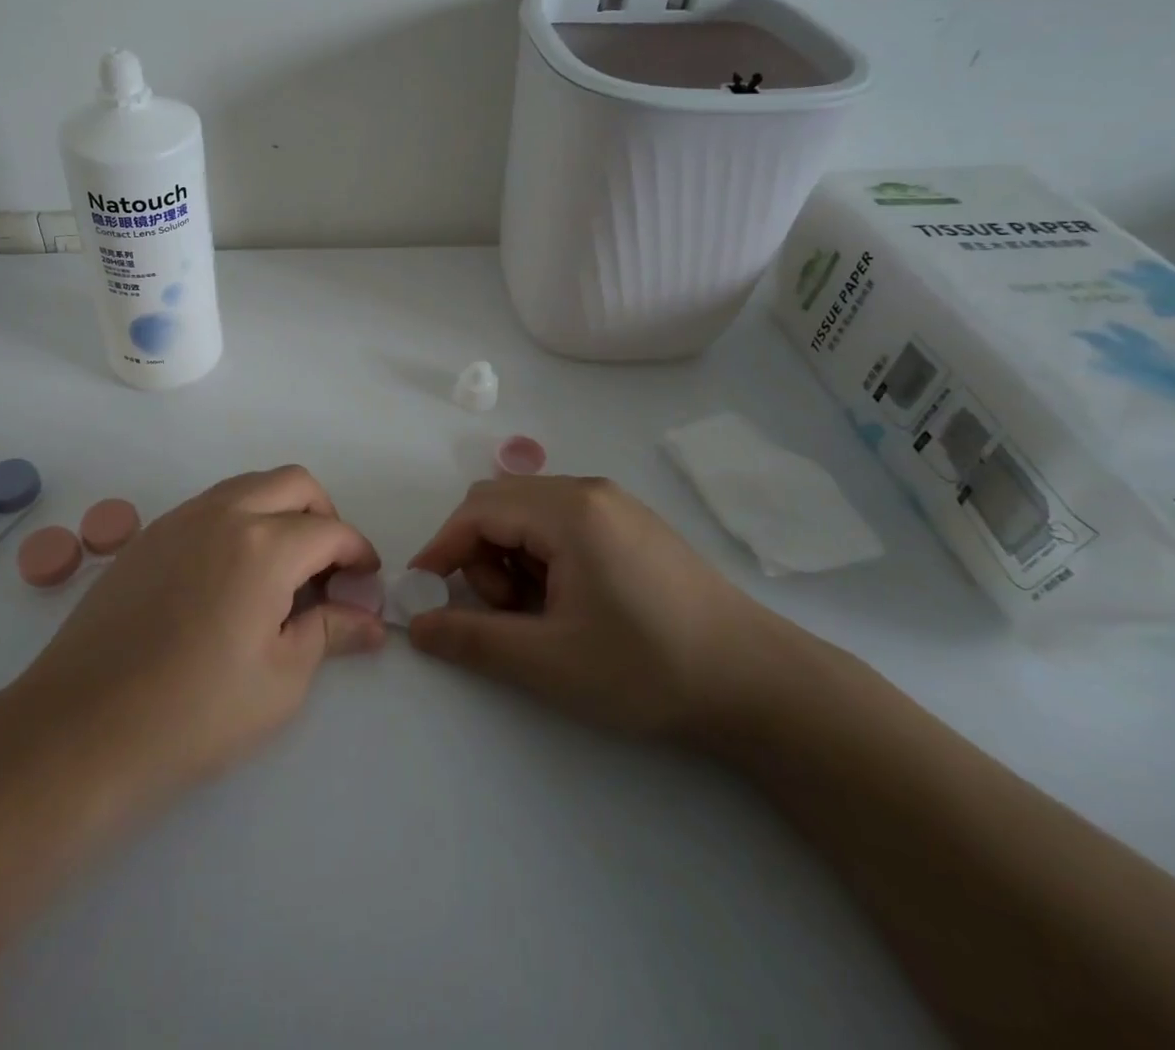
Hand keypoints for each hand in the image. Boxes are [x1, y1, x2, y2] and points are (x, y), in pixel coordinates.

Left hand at [11, 466, 385, 801]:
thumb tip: (371, 620)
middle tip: (327, 568)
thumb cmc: (196, 713)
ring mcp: (179, 519)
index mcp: (265, 544)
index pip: (330, 530)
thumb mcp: (282, 680)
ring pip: (248, 486)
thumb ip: (330, 632)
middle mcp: (224, 513)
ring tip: (281, 572)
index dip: (358, 553)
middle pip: (293, 483)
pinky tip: (230, 577)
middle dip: (323, 515)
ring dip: (278, 511)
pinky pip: (209, 507)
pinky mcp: (148, 536)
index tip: (366, 582)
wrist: (83, 729)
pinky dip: (238, 521)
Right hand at [406, 475, 805, 744]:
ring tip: (541, 614)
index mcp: (568, 510)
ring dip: (511, 557)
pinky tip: (570, 602)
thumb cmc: (648, 667)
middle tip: (503, 612)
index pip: (477, 512)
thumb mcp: (550, 661)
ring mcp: (614, 504)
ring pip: (529, 513)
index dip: (440, 550)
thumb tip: (415, 627)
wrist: (759, 684)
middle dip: (479, 554)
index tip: (422, 595)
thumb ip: (473, 640)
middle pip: (500, 503)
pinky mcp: (632, 524)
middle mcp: (588, 490)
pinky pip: (562, 523)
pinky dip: (542, 555)